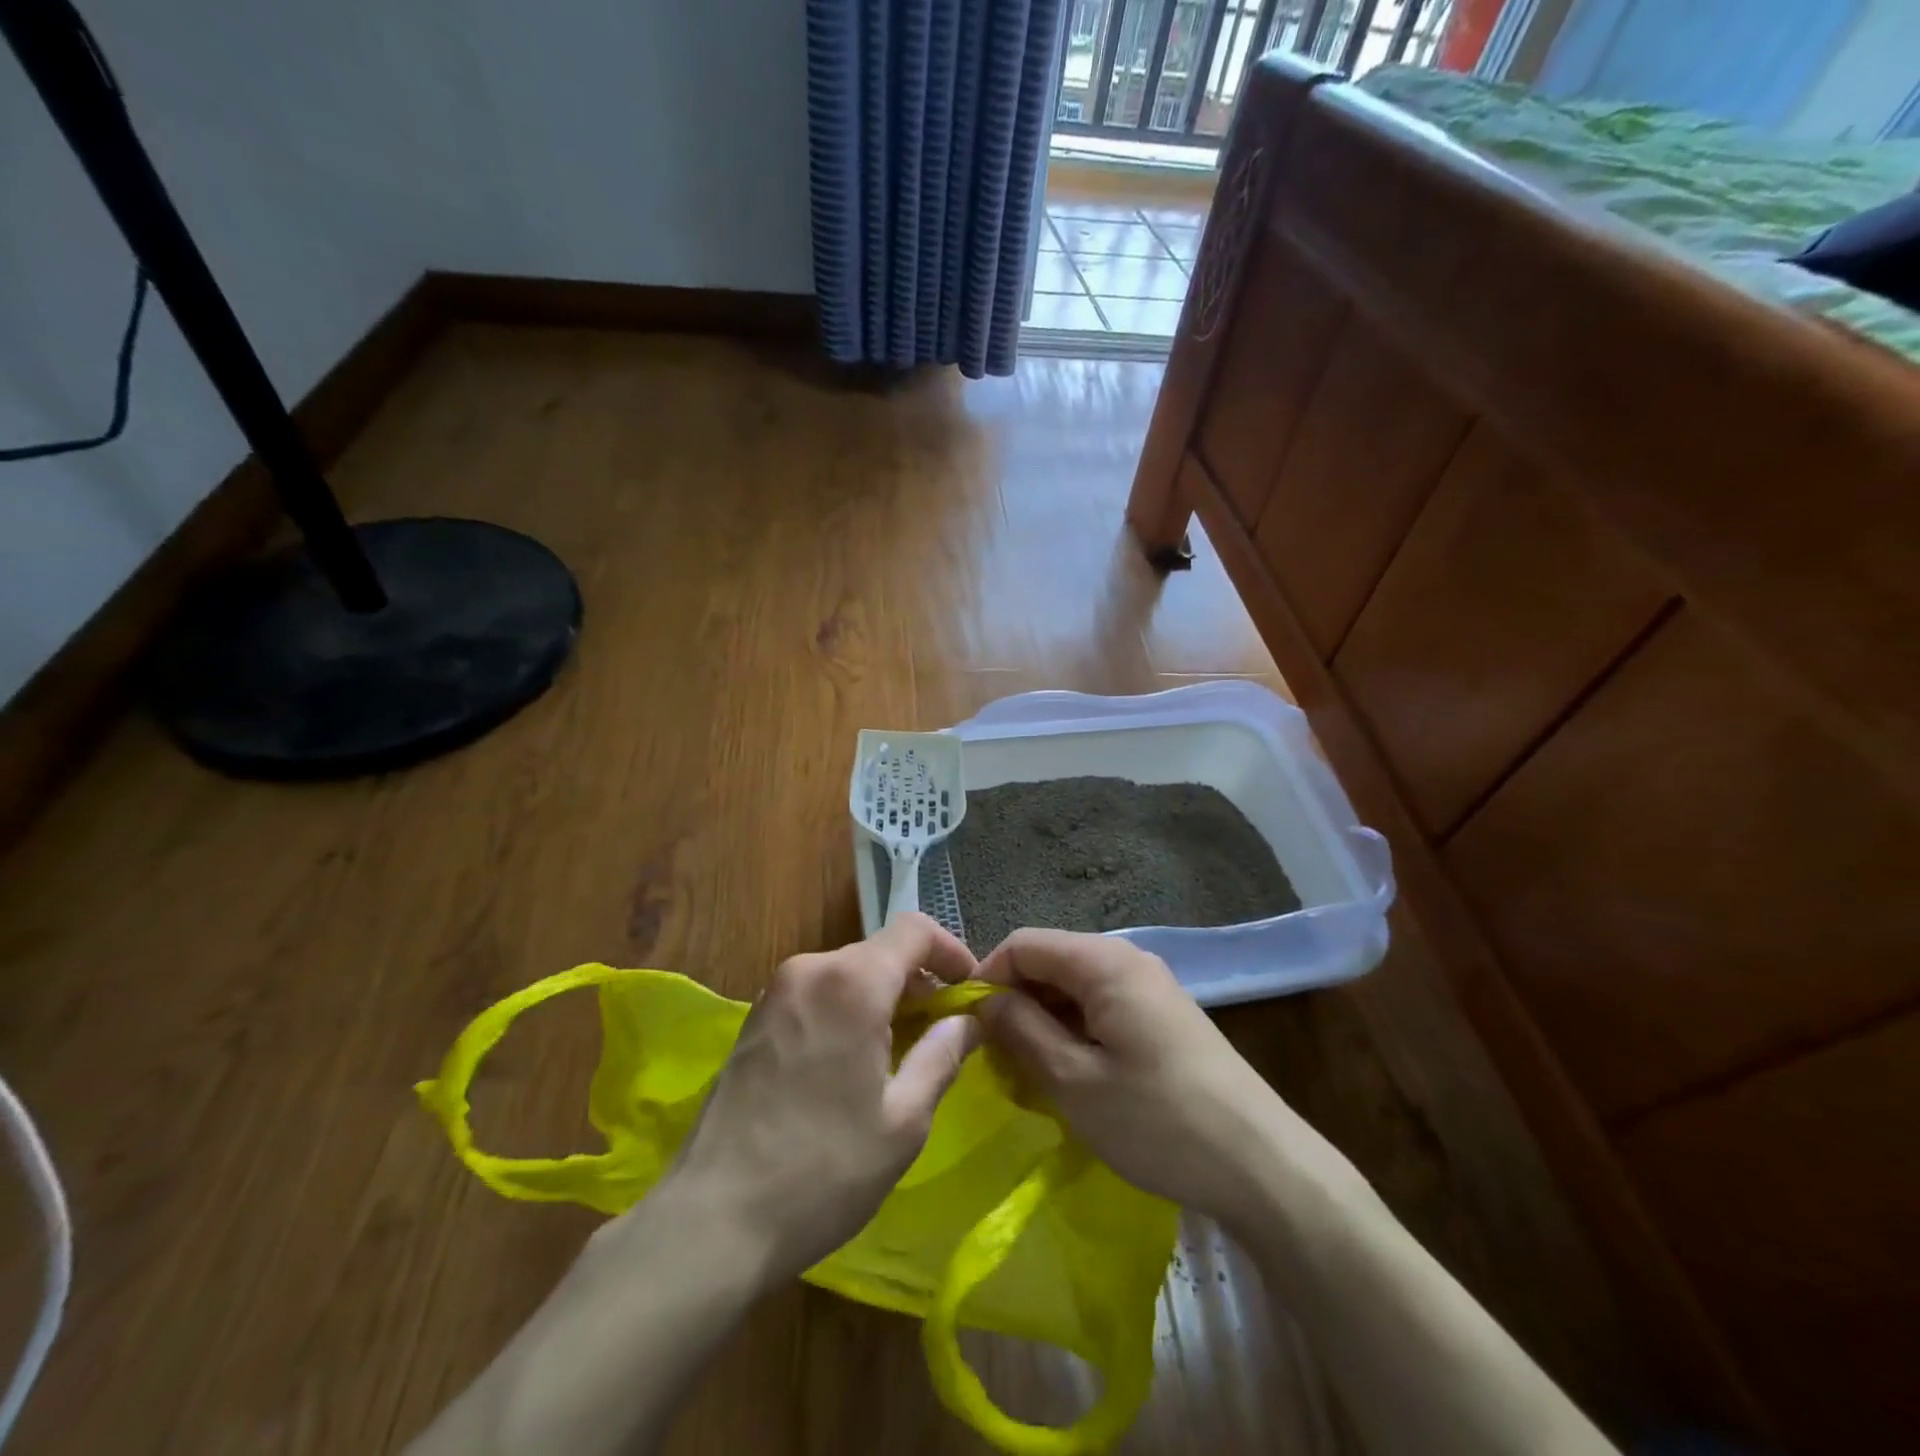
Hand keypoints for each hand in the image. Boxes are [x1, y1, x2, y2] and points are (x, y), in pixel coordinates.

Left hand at [658, 913, 981, 1284]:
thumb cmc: (823, 1170)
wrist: (711, 1220)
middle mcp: (810, 969)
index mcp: (852, 982)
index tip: (970, 991)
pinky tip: (853, 1063)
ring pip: (848, 973)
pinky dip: (847, 1009)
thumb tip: (968, 1020)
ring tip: (902, 1053)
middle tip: (943, 1032)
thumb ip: (942, 1055)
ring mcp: (775, 992)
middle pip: (880, 952)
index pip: (914, 929)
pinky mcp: (754, 1019)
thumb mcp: (903, 1120)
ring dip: (883, 998)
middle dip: (918, 983)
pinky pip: (817, 993)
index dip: (951, 952)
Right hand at [978, 929, 1339, 1231]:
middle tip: (995, 1058)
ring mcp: (1149, 986)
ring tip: (1028, 1074)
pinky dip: (1074, 1031)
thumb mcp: (1074, 1081)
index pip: (1024, 943)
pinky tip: (1070, 1075)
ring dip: (1043, 1020)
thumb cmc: (1159, 1121)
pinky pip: (1101, 1006)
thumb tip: (982, 999)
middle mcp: (1127, 959)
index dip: (987, 975)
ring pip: (1074, 986)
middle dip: (1015, 1001)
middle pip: (1050, 961)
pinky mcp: (1163, 1015)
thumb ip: (1020, 1030)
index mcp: (1104, 962)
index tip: (966, 1024)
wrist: (1262, 1166)